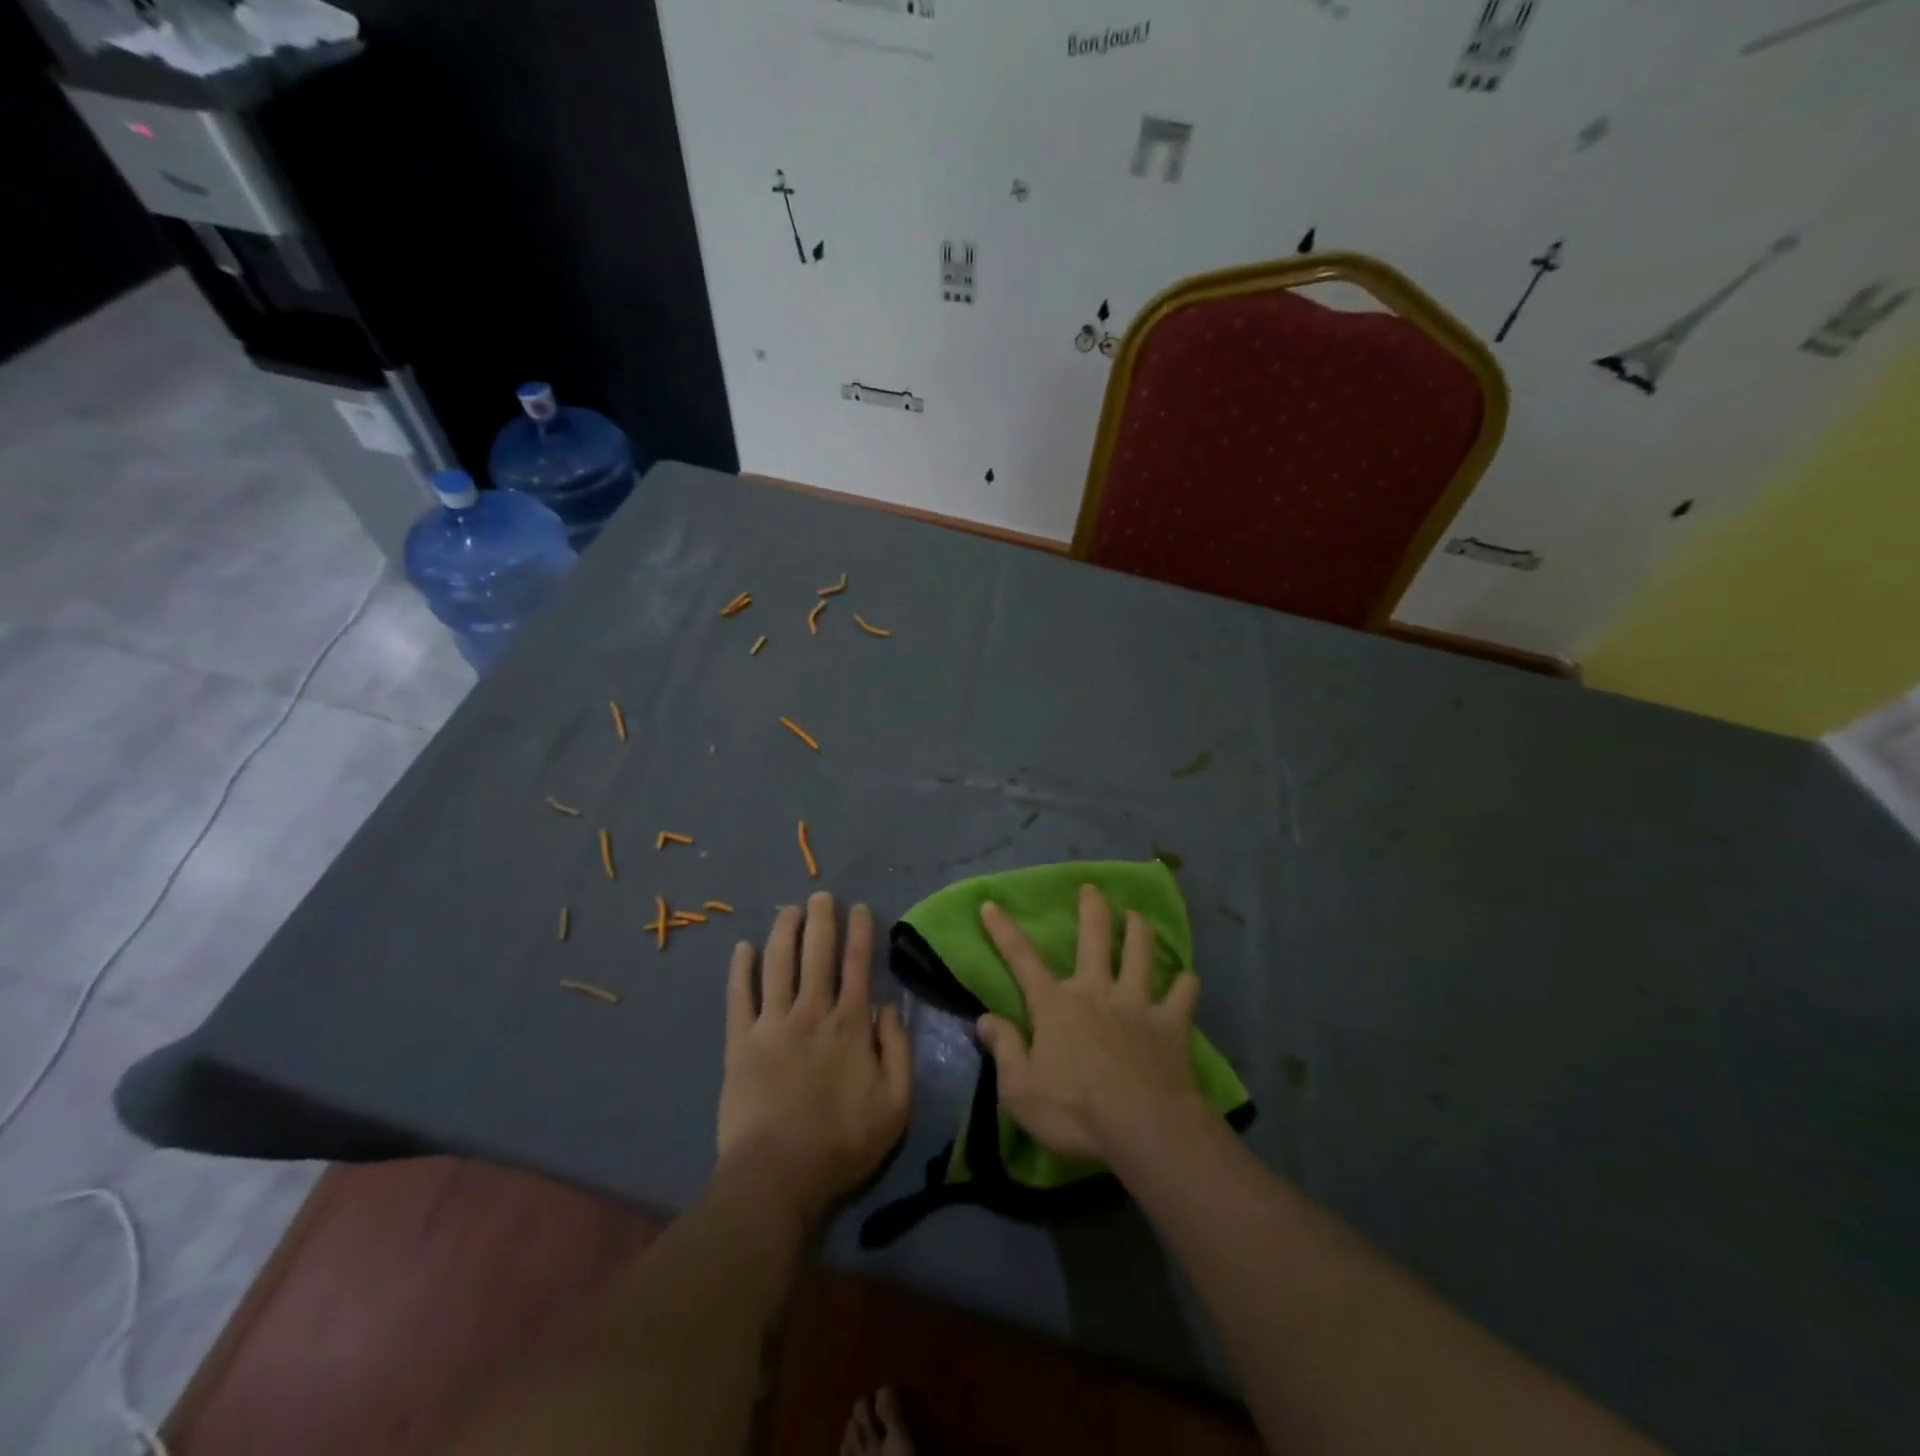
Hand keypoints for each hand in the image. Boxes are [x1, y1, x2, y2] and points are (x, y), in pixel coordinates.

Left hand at [718, 892, 912, 1225]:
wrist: (777, 1176)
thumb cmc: (843, 1143)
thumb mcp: (896, 1104)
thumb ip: (898, 1050)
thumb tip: (888, 1007)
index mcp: (850, 1025)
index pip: (858, 965)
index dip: (860, 933)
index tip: (859, 908)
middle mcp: (811, 1012)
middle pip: (817, 954)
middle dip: (821, 919)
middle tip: (821, 895)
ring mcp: (772, 1024)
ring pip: (778, 964)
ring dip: (784, 932)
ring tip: (788, 909)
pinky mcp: (740, 1042)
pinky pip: (739, 996)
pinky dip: (741, 969)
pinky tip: (743, 948)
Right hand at [975, 885, 1202, 1162]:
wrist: (1143, 1128)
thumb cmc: (1074, 1111)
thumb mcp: (1019, 1089)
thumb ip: (1004, 1049)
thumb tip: (985, 1019)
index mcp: (1055, 1005)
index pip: (1021, 959)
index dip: (1003, 931)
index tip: (991, 904)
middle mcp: (1095, 991)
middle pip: (1093, 939)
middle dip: (1091, 909)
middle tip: (1092, 888)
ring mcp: (1137, 1004)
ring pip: (1140, 954)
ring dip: (1139, 931)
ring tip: (1138, 916)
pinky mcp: (1171, 1024)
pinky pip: (1183, 995)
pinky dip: (1186, 984)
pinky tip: (1188, 979)